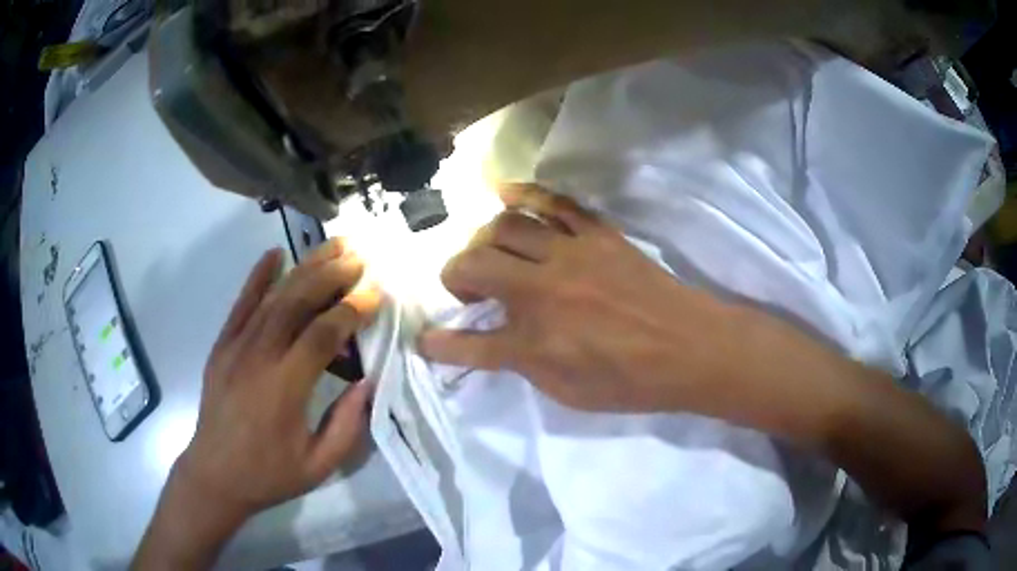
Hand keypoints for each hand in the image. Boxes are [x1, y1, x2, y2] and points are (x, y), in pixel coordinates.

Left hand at [133, 239, 380, 569]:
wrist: (215, 475)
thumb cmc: (269, 474)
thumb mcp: (319, 465)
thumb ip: (348, 425)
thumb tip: (369, 381)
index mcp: (284, 388)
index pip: (321, 334)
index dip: (350, 310)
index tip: (375, 293)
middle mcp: (258, 358)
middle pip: (296, 303)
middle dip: (331, 275)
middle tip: (359, 257)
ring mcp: (236, 348)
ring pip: (272, 297)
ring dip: (304, 268)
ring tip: (332, 246)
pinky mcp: (222, 346)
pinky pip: (240, 304)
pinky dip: (258, 277)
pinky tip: (274, 254)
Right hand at [418, 183, 740, 411]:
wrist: (689, 348)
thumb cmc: (631, 381)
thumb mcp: (569, 391)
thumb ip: (523, 365)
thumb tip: (492, 345)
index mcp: (535, 343)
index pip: (469, 345)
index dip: (440, 345)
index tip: (424, 342)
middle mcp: (543, 292)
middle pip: (475, 266)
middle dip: (455, 277)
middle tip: (467, 291)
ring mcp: (570, 254)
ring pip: (504, 228)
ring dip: (482, 241)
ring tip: (488, 254)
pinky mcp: (596, 234)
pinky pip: (552, 201)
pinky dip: (522, 193)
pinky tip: (502, 193)